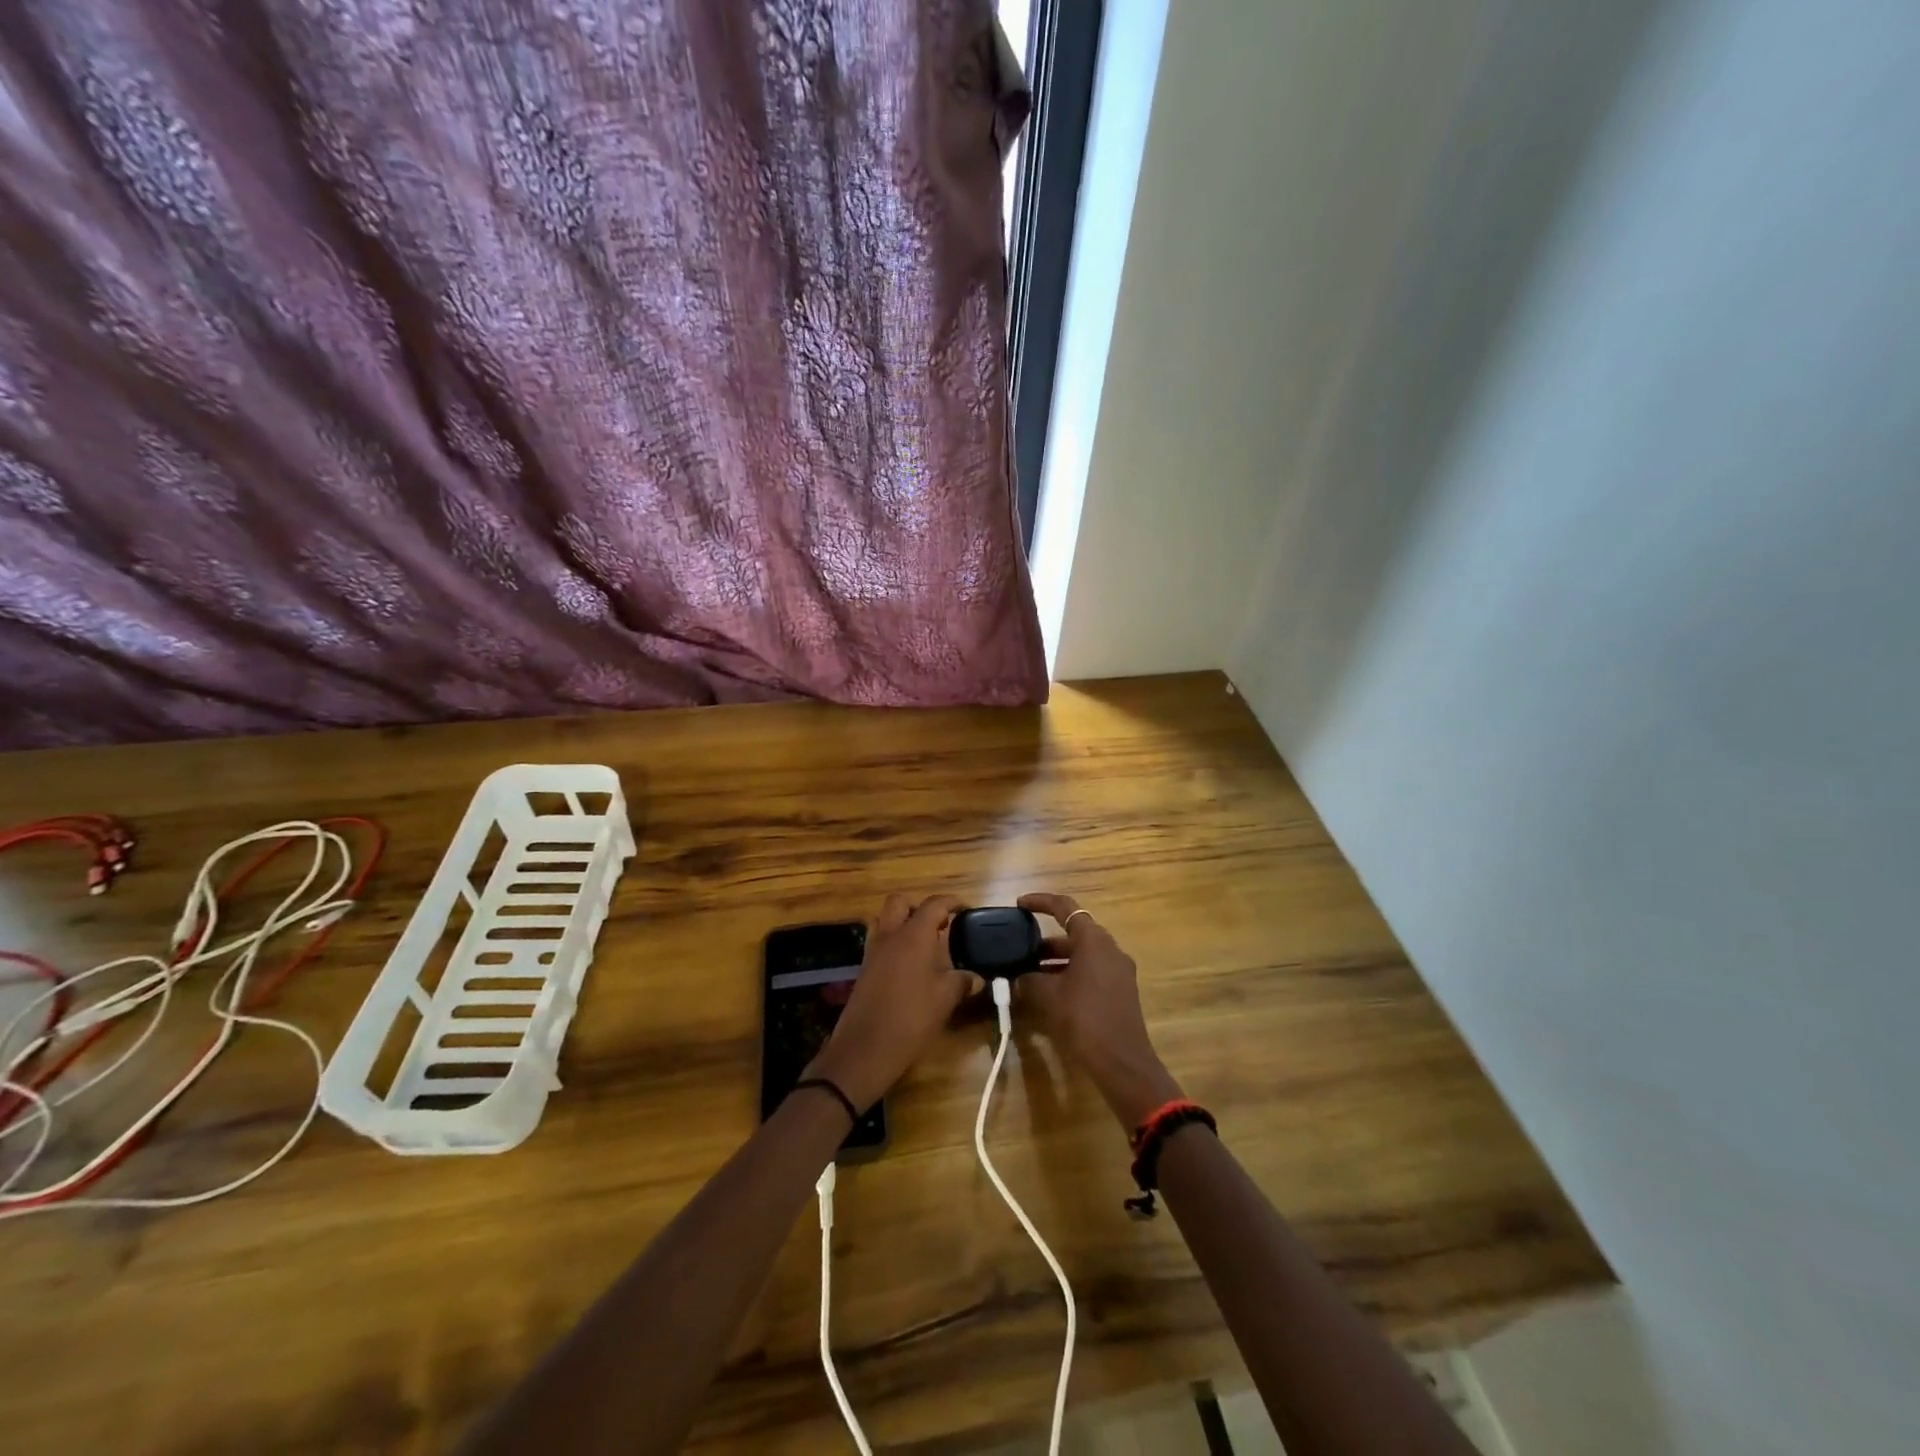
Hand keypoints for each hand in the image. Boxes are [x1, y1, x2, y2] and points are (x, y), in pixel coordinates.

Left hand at [806, 894, 969, 1112]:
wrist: (865, 1049)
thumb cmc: (911, 1018)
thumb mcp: (945, 1000)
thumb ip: (962, 982)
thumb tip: (976, 978)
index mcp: (913, 936)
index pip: (933, 905)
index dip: (950, 902)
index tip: (964, 908)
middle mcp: (890, 936)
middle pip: (900, 902)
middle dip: (919, 907)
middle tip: (938, 924)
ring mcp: (873, 952)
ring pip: (884, 920)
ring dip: (902, 923)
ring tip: (923, 943)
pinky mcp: (864, 969)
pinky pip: (879, 942)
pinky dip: (893, 943)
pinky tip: (909, 966)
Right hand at [1015, 893, 1183, 1130]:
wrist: (1122, 1061)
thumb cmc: (1083, 1018)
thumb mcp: (1048, 996)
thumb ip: (1029, 979)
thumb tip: (1019, 977)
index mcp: (1094, 940)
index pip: (1065, 907)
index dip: (1041, 902)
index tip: (1020, 905)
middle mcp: (1110, 949)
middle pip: (1075, 932)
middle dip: (1046, 940)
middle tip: (1021, 949)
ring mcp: (1119, 970)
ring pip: (1082, 954)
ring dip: (1057, 959)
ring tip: (1030, 973)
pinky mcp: (1121, 990)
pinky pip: (1091, 971)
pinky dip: (1070, 973)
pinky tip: (1051, 993)